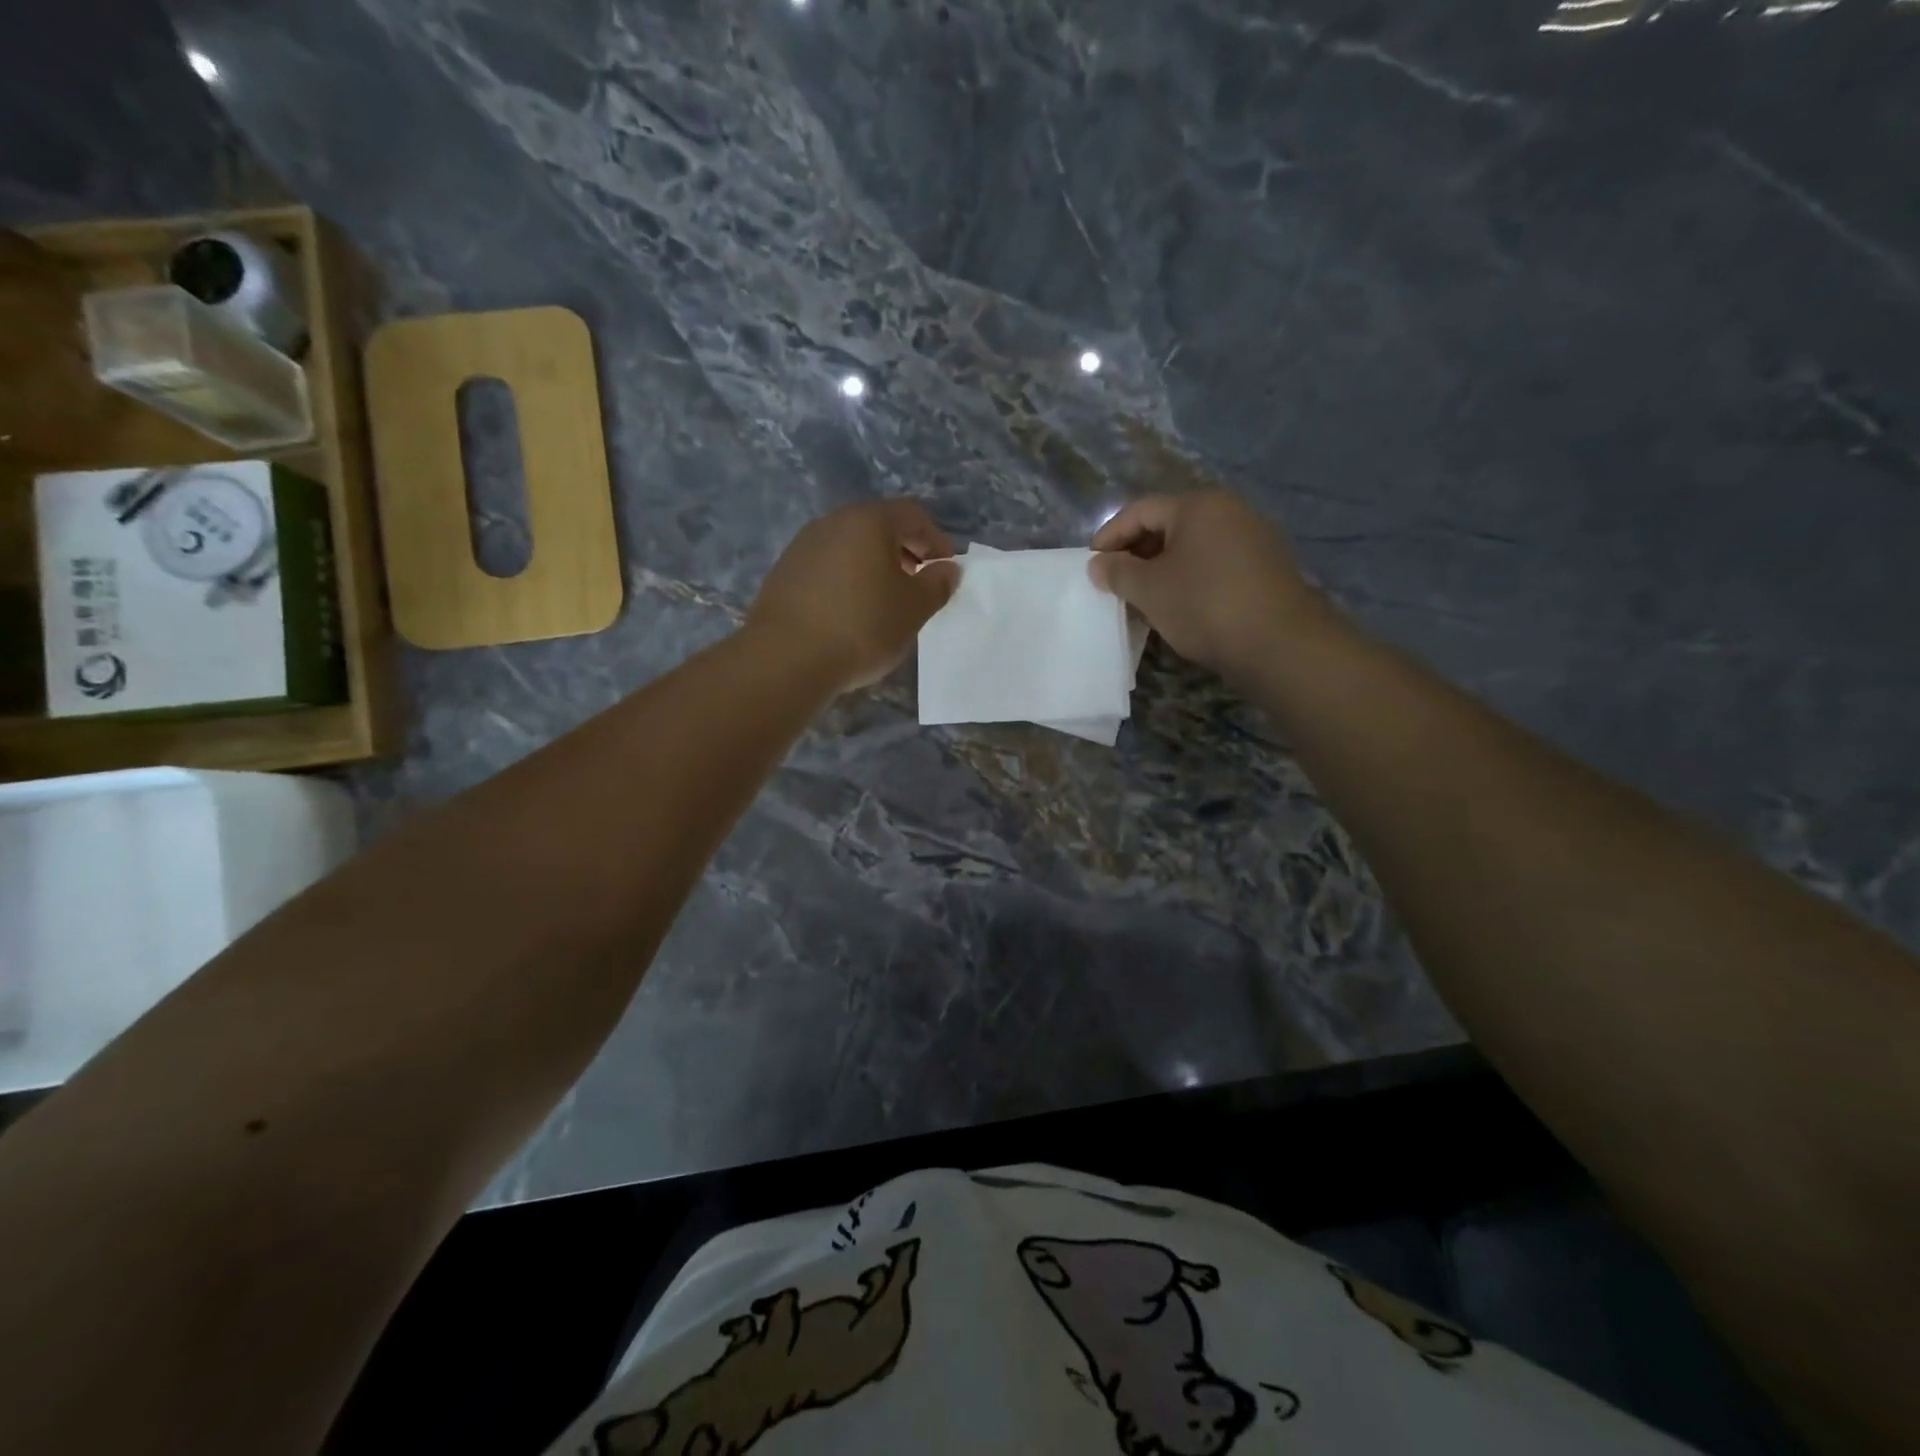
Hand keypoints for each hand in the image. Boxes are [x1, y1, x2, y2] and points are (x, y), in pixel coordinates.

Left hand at [746, 499, 958, 692]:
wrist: (787, 658)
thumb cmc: (862, 627)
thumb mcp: (913, 609)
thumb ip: (936, 585)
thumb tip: (947, 570)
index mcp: (868, 521)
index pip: (912, 515)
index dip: (936, 541)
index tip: (945, 572)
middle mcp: (832, 523)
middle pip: (878, 527)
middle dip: (905, 552)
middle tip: (918, 585)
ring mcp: (802, 546)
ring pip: (850, 547)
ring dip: (873, 567)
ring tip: (885, 602)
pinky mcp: (783, 573)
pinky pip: (827, 568)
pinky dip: (847, 581)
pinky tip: (850, 614)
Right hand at [1089, 491, 1328, 677]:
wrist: (1279, 642)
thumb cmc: (1203, 605)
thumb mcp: (1149, 589)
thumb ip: (1117, 572)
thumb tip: (1098, 563)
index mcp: (1198, 505)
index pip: (1140, 511)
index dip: (1110, 536)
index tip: (1091, 564)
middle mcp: (1230, 510)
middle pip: (1169, 525)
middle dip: (1137, 552)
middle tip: (1115, 582)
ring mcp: (1254, 538)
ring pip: (1194, 546)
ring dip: (1163, 568)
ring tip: (1144, 596)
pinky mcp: (1267, 567)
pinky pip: (1215, 564)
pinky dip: (1190, 578)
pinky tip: (1180, 605)